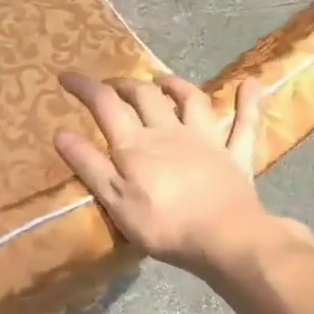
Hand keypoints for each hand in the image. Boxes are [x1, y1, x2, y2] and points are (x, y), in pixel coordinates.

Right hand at [53, 71, 312, 275]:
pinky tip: (252, 84)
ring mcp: (206, 141)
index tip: (66, 76)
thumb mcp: (115, 200)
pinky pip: (244, 123)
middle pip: (146, 97)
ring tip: (163, 79)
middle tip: (113, 85)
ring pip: (192, 101)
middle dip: (126, 85)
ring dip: (176, 85)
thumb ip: (89, 165)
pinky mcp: (235, 156)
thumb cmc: (163, 225)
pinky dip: (248, 102)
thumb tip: (61, 132)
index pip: (105, 105)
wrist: (224, 238)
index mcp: (136, 144)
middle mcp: (170, 132)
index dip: (85, 87)